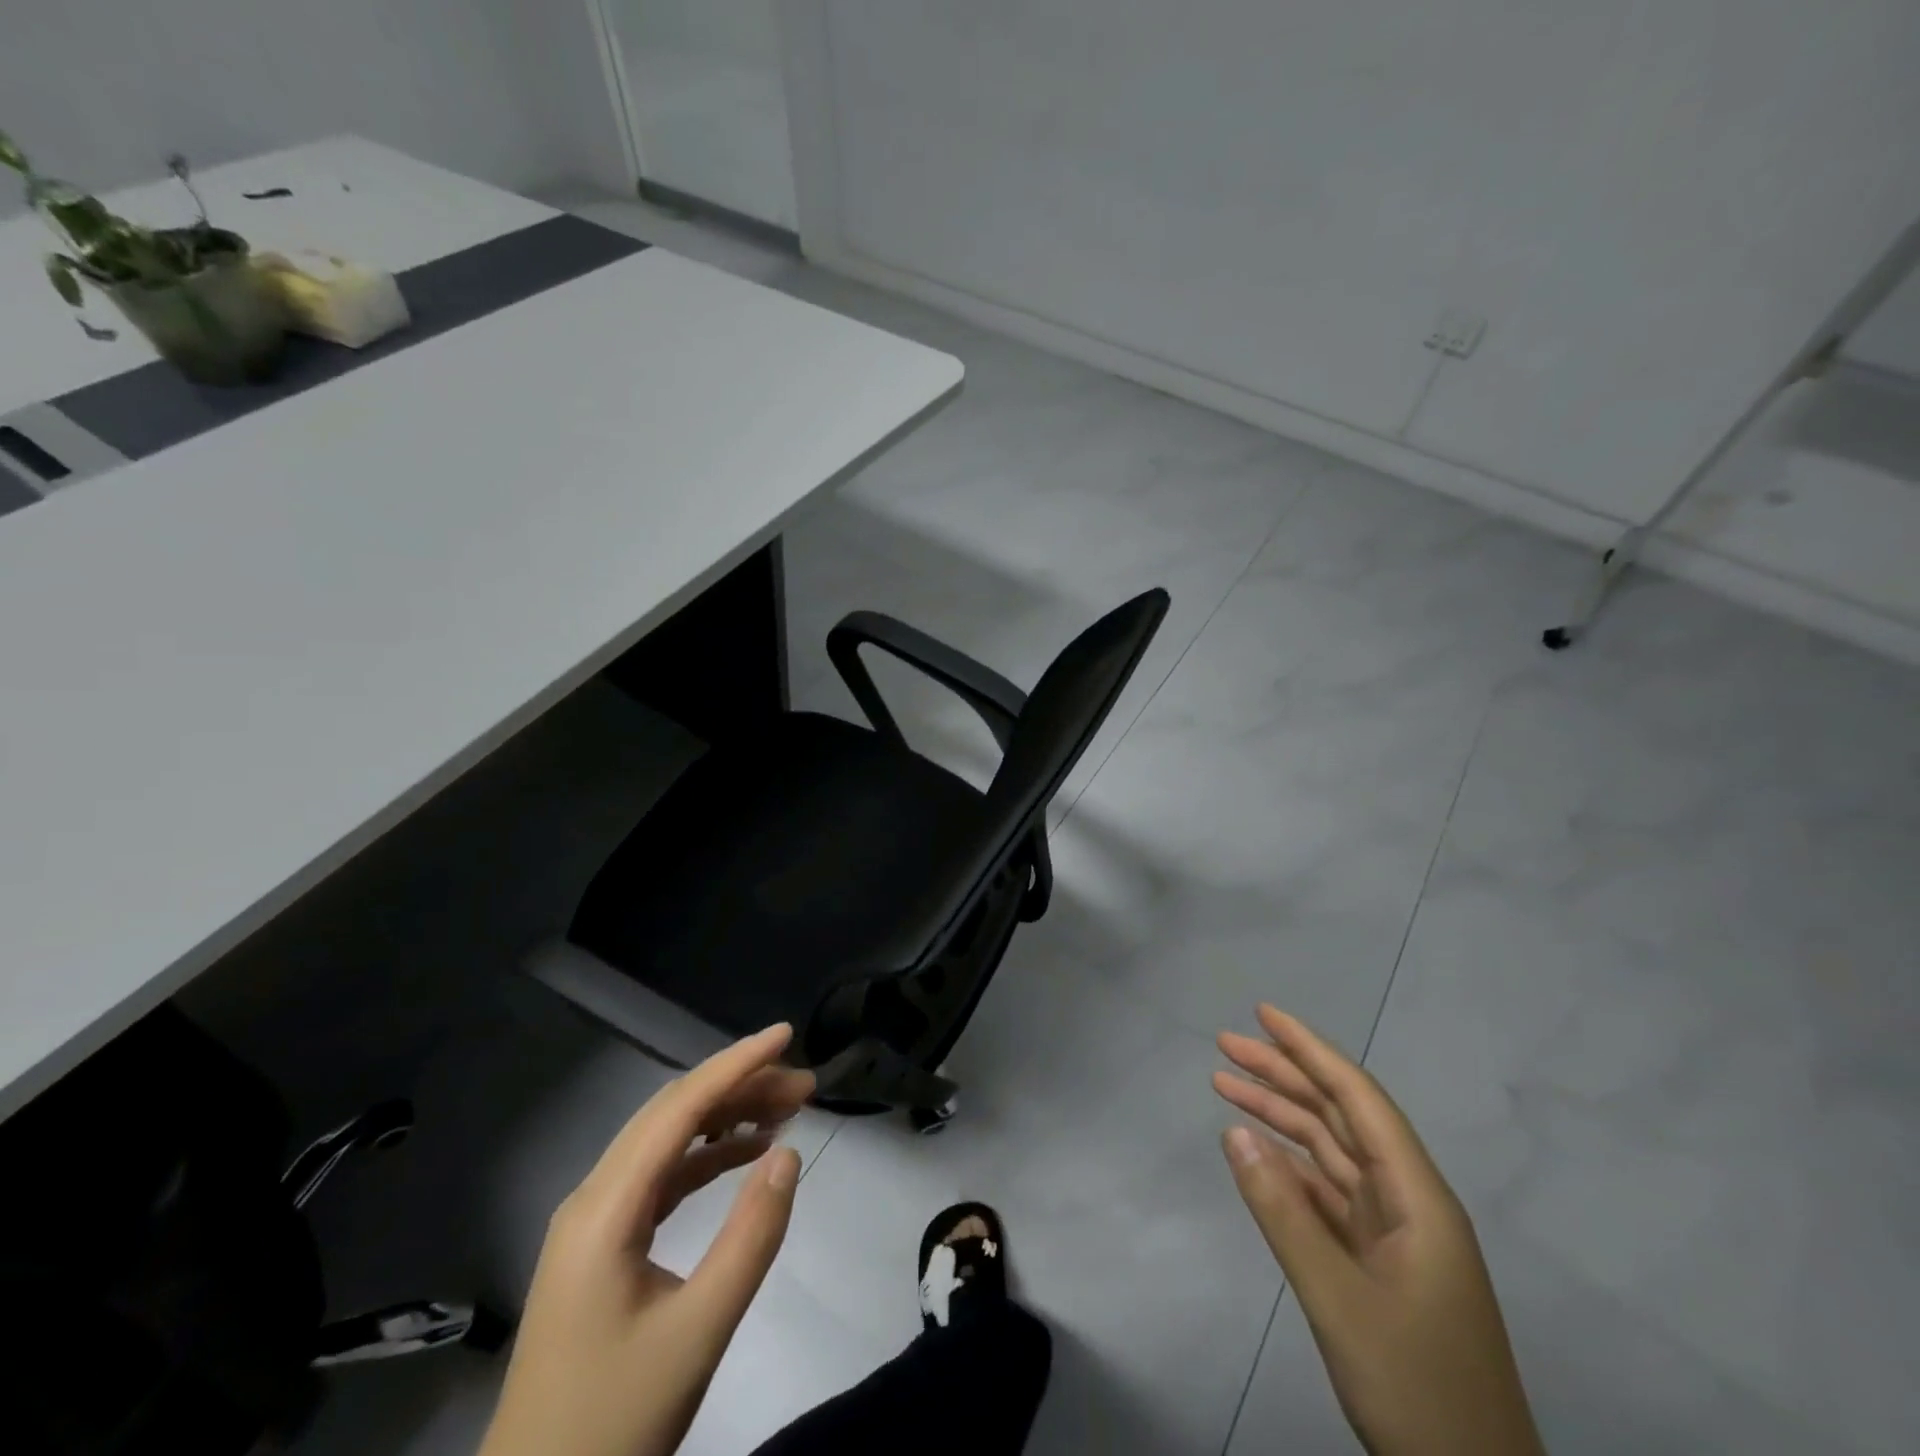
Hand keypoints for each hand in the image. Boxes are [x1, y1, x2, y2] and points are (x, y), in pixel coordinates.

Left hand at [479, 1025, 813, 1455]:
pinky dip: (707, 1155)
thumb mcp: (698, 1333)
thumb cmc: (614, 1422)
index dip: (736, 1064)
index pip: (679, 1109)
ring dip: (725, 1117)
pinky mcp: (603, 1244)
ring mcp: (594, 1221)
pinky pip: (661, 1176)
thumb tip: (789, 1153)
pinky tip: (745, 1153)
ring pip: (667, 1140)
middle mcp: (594, 1198)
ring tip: (787, 1109)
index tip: (787, 1035)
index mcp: (605, 1209)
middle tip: (805, 1085)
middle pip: (673, 1114)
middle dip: (740, 1086)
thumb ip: (749, 1238)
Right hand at [1215, 1006, 1542, 1455]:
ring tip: (1225, 1084)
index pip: (1357, 1098)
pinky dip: (1289, 1167)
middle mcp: (1408, 1201)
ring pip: (1329, 1152)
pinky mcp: (1379, 1263)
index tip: (1263, 1014)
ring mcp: (1395, 1234)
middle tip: (1225, 1045)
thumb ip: (1283, 1211)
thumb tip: (1234, 1132)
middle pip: (1339, 1117)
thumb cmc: (1417, 1388)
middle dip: (1284, 1074)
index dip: (1310, 1050)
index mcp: (1418, 1197)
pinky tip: (1255, 1151)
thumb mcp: (1339, 1300)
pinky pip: (1326, 1193)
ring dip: (1280, 1116)